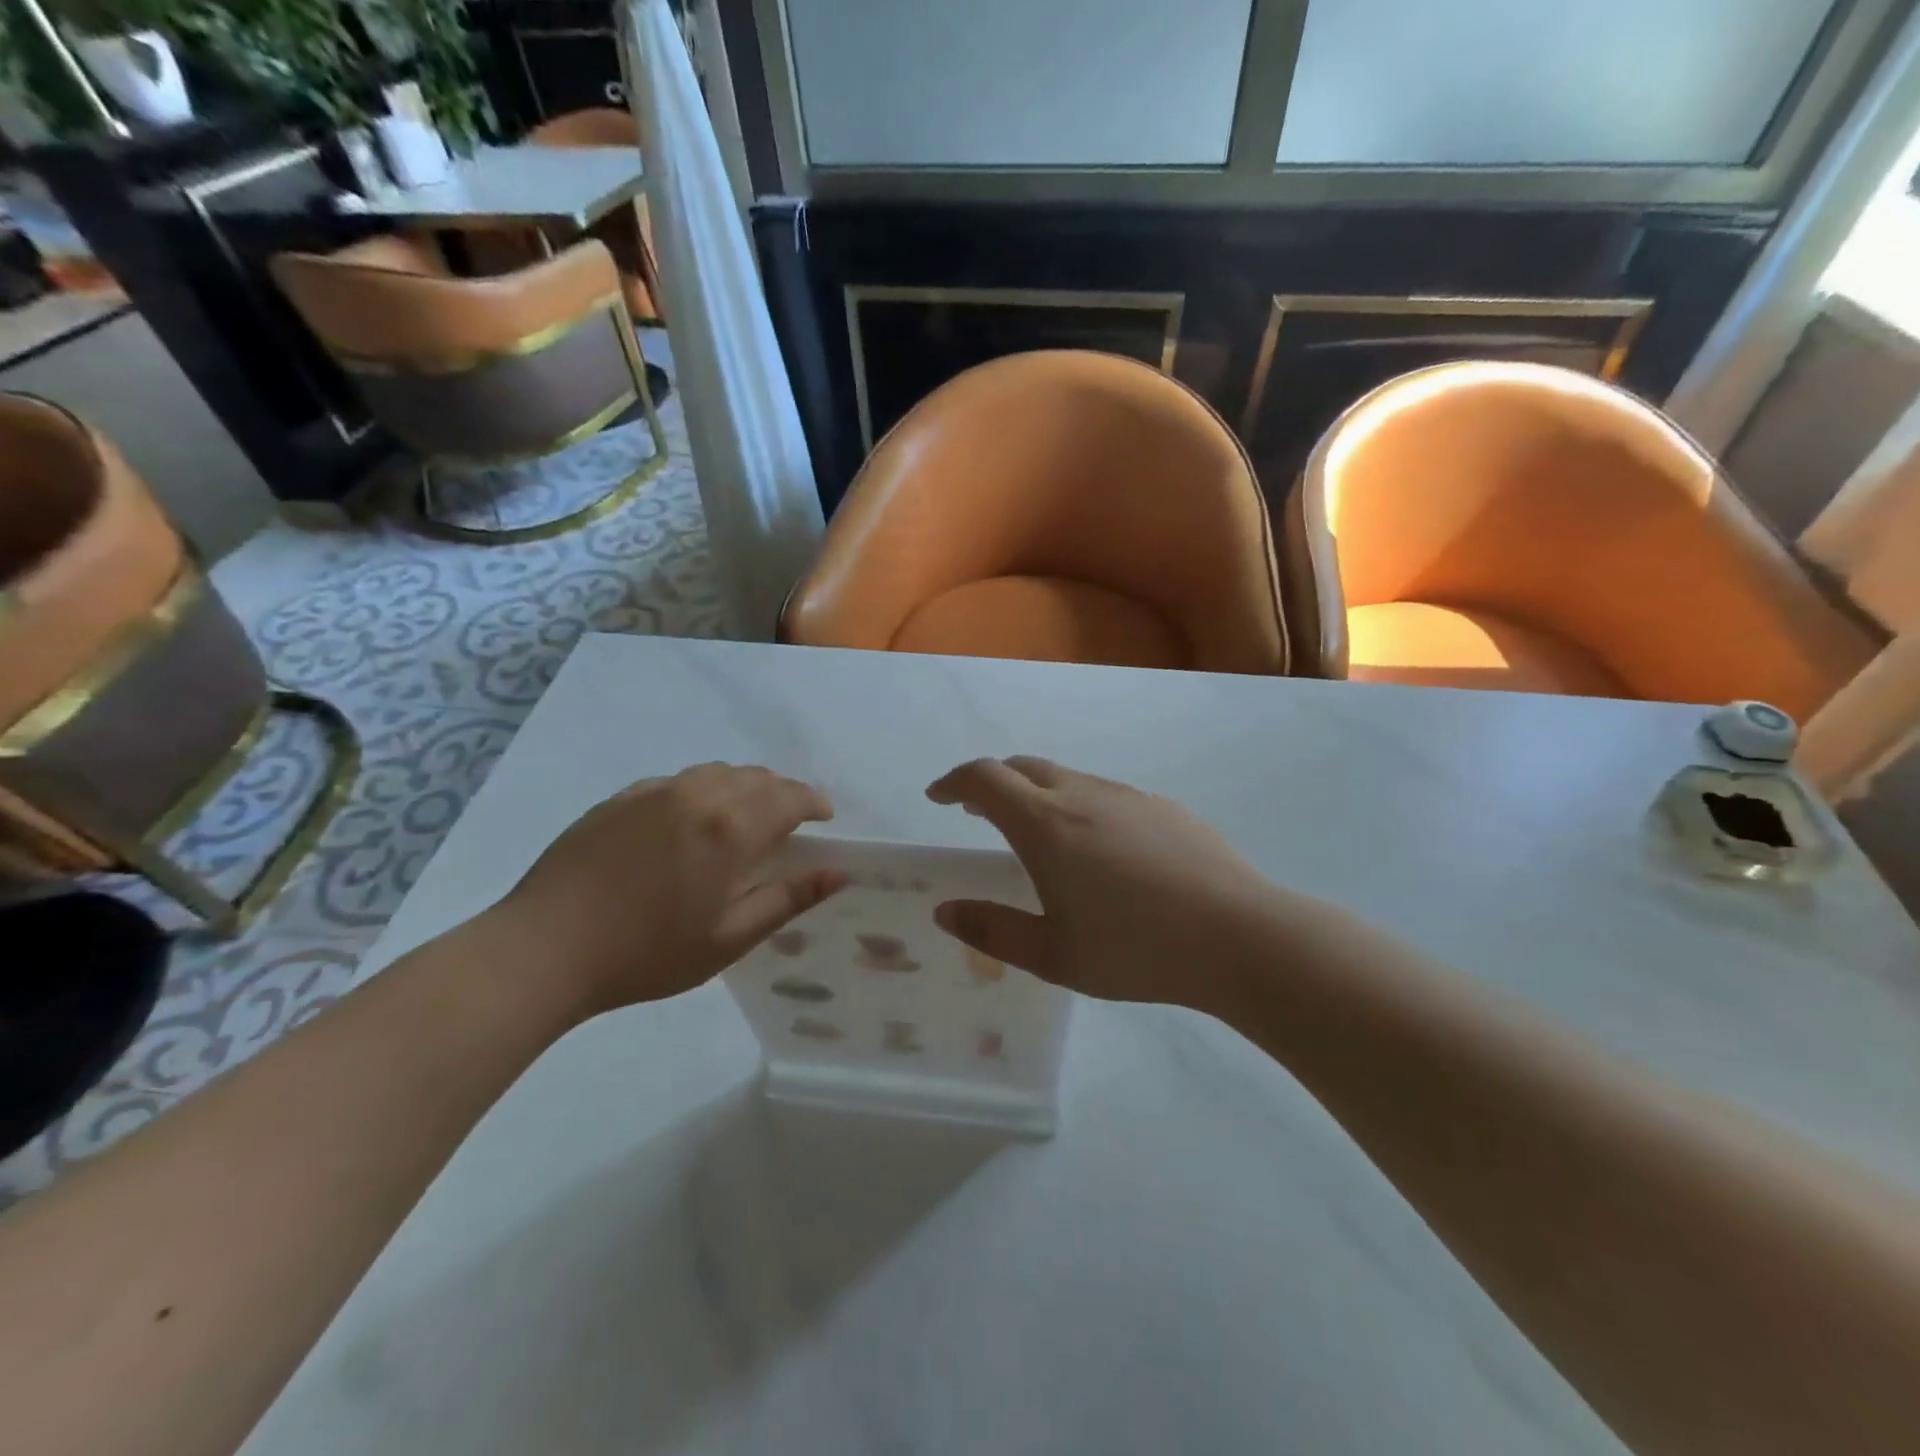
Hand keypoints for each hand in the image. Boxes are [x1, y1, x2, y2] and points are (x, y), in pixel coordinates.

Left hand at [496, 763, 845, 1017]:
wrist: (544, 948)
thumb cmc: (647, 953)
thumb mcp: (729, 937)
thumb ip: (788, 899)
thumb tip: (839, 872)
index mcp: (731, 829)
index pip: (790, 797)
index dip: (814, 802)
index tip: (825, 817)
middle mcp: (698, 795)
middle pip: (756, 778)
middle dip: (783, 793)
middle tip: (790, 822)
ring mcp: (655, 792)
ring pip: (717, 772)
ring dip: (744, 787)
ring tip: (745, 817)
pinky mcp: (621, 798)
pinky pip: (678, 781)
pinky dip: (702, 790)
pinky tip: (690, 820)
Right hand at [925, 757, 1281, 1010]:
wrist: (1240, 936)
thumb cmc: (1136, 950)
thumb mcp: (1053, 955)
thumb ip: (992, 931)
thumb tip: (946, 911)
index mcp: (1045, 824)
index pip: (984, 778)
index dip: (954, 781)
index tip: (938, 796)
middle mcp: (1082, 794)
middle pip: (1022, 767)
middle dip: (991, 782)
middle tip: (976, 810)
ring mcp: (1127, 796)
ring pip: (1065, 777)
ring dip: (1035, 793)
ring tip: (1034, 832)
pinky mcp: (1162, 807)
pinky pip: (1103, 793)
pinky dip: (1076, 805)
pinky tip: (1097, 849)